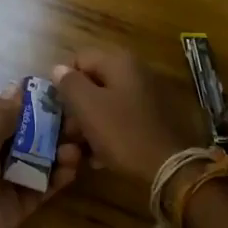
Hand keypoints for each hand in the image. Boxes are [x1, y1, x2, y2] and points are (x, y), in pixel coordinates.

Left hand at [0, 83, 75, 227]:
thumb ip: (3, 114)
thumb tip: (18, 86)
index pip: (1, 111)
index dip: (28, 103)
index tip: (60, 95)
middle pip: (22, 135)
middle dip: (49, 128)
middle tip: (79, 123)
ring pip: (34, 161)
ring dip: (56, 153)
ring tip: (78, 148)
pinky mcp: (15, 208)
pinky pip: (39, 188)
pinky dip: (56, 178)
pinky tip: (73, 170)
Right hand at [51, 46, 209, 182]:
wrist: (169, 167)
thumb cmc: (123, 132)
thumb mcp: (88, 107)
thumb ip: (69, 83)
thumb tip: (59, 69)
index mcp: (119, 61)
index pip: (78, 59)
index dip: (63, 83)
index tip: (58, 109)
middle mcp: (135, 71)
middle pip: (93, 82)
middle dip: (77, 106)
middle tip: (68, 133)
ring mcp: (147, 94)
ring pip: (106, 102)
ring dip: (90, 123)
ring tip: (81, 149)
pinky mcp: (153, 117)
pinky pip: (121, 118)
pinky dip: (108, 132)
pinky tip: (100, 156)